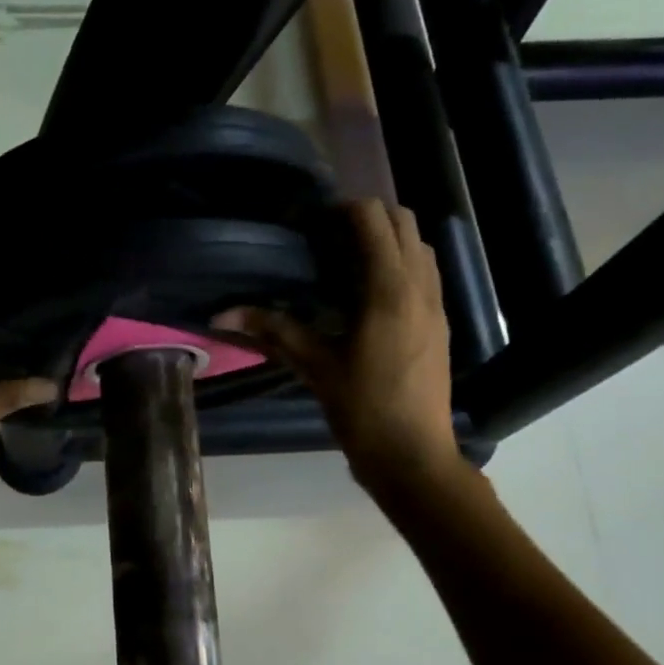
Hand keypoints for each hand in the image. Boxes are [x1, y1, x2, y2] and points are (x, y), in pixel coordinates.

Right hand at [220, 199, 464, 493]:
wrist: (414, 455)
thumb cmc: (363, 409)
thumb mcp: (315, 367)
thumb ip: (273, 331)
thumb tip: (222, 315)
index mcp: (390, 291)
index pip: (375, 220)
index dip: (344, 209)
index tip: (313, 220)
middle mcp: (420, 287)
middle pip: (405, 223)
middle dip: (369, 217)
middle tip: (329, 234)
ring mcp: (437, 305)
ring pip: (421, 247)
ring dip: (390, 239)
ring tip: (349, 258)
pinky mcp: (440, 324)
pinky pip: (426, 274)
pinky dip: (402, 264)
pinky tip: (369, 292)